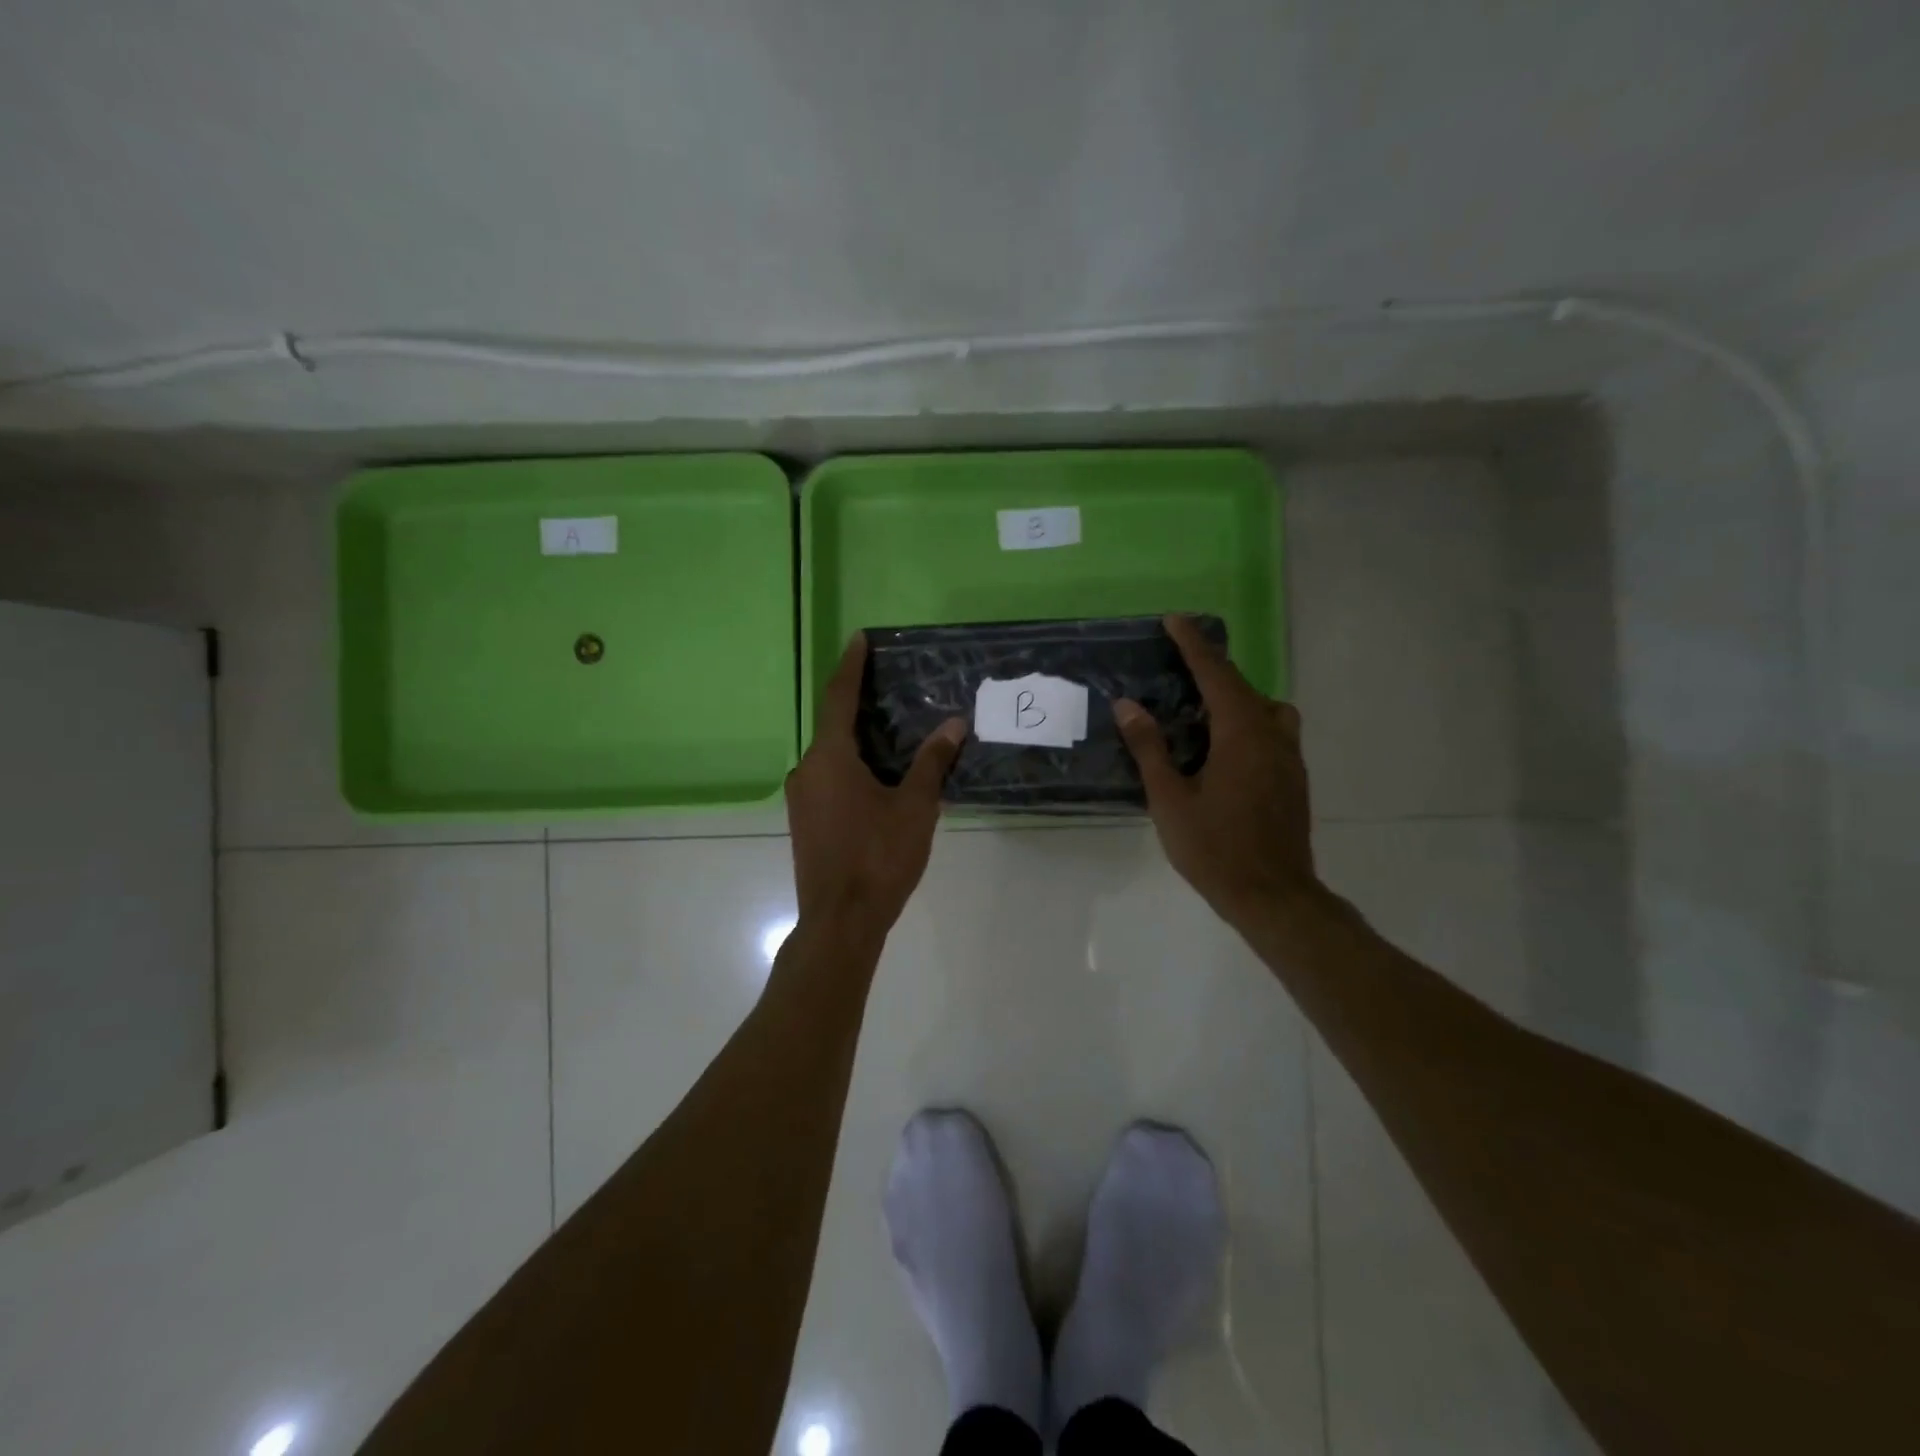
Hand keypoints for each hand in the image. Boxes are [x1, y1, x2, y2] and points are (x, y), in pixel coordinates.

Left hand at [786, 633, 967, 940]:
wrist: (840, 922)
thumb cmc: (879, 858)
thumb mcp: (915, 807)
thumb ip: (932, 762)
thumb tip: (953, 724)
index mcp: (829, 758)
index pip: (838, 698)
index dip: (850, 666)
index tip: (859, 639)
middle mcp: (806, 770)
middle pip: (833, 725)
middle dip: (860, 704)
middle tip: (891, 688)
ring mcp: (801, 797)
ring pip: (830, 754)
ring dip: (857, 739)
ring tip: (892, 731)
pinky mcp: (804, 820)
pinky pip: (827, 777)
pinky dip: (850, 764)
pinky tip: (877, 775)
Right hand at [1114, 614, 1317, 930]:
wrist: (1273, 897)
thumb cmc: (1215, 848)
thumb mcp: (1170, 799)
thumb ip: (1150, 748)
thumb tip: (1128, 705)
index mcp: (1241, 734)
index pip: (1216, 675)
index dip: (1193, 645)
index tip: (1175, 620)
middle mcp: (1272, 736)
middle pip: (1243, 687)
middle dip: (1212, 668)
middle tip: (1179, 662)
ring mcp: (1289, 758)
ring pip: (1266, 708)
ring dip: (1237, 697)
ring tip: (1204, 709)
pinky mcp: (1294, 779)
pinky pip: (1273, 731)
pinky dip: (1249, 721)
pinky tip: (1224, 748)